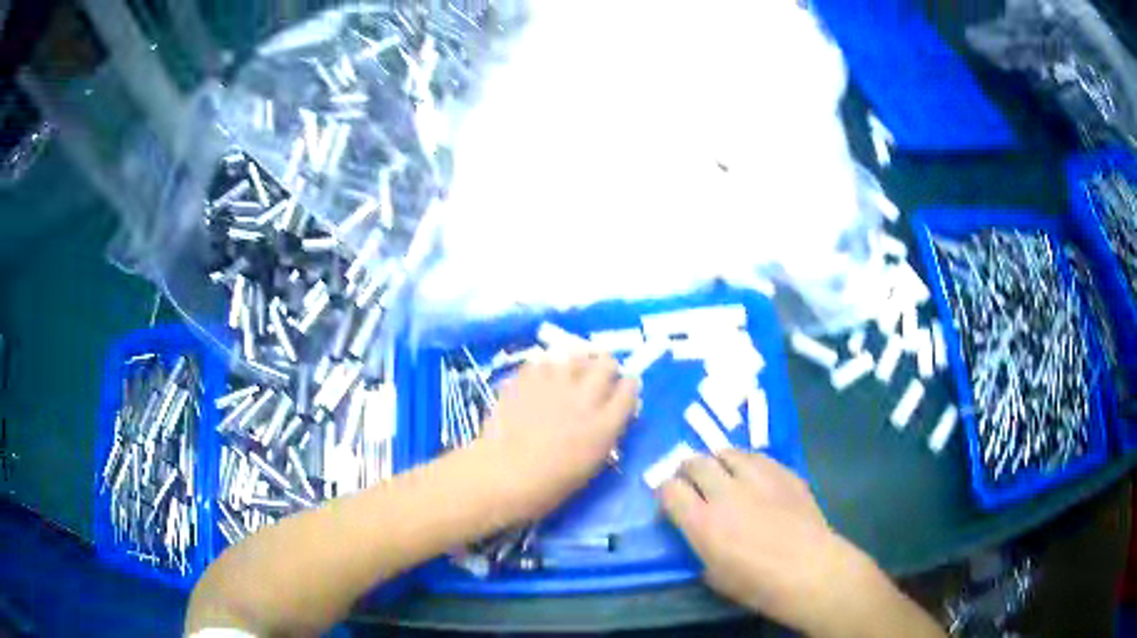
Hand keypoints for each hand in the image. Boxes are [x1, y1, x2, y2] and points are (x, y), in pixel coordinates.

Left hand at [475, 354, 639, 521]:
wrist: (505, 476)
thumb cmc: (552, 484)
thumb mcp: (592, 463)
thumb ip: (604, 434)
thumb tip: (607, 417)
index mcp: (605, 424)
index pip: (629, 389)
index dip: (628, 385)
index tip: (623, 387)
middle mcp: (585, 398)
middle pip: (606, 364)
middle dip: (606, 367)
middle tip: (599, 377)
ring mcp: (555, 385)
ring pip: (575, 356)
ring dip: (577, 364)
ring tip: (570, 374)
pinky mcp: (527, 379)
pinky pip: (542, 362)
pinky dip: (545, 369)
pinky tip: (540, 379)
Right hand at [658, 451, 940, 637]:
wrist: (810, 570)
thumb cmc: (759, 584)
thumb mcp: (715, 575)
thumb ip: (700, 546)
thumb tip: (700, 532)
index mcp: (702, 522)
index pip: (669, 490)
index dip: (665, 493)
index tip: (671, 501)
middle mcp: (725, 492)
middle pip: (695, 462)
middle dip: (687, 470)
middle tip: (692, 481)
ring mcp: (757, 478)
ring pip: (727, 452)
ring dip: (718, 461)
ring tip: (722, 472)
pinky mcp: (783, 472)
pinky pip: (757, 457)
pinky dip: (747, 463)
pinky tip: (753, 475)